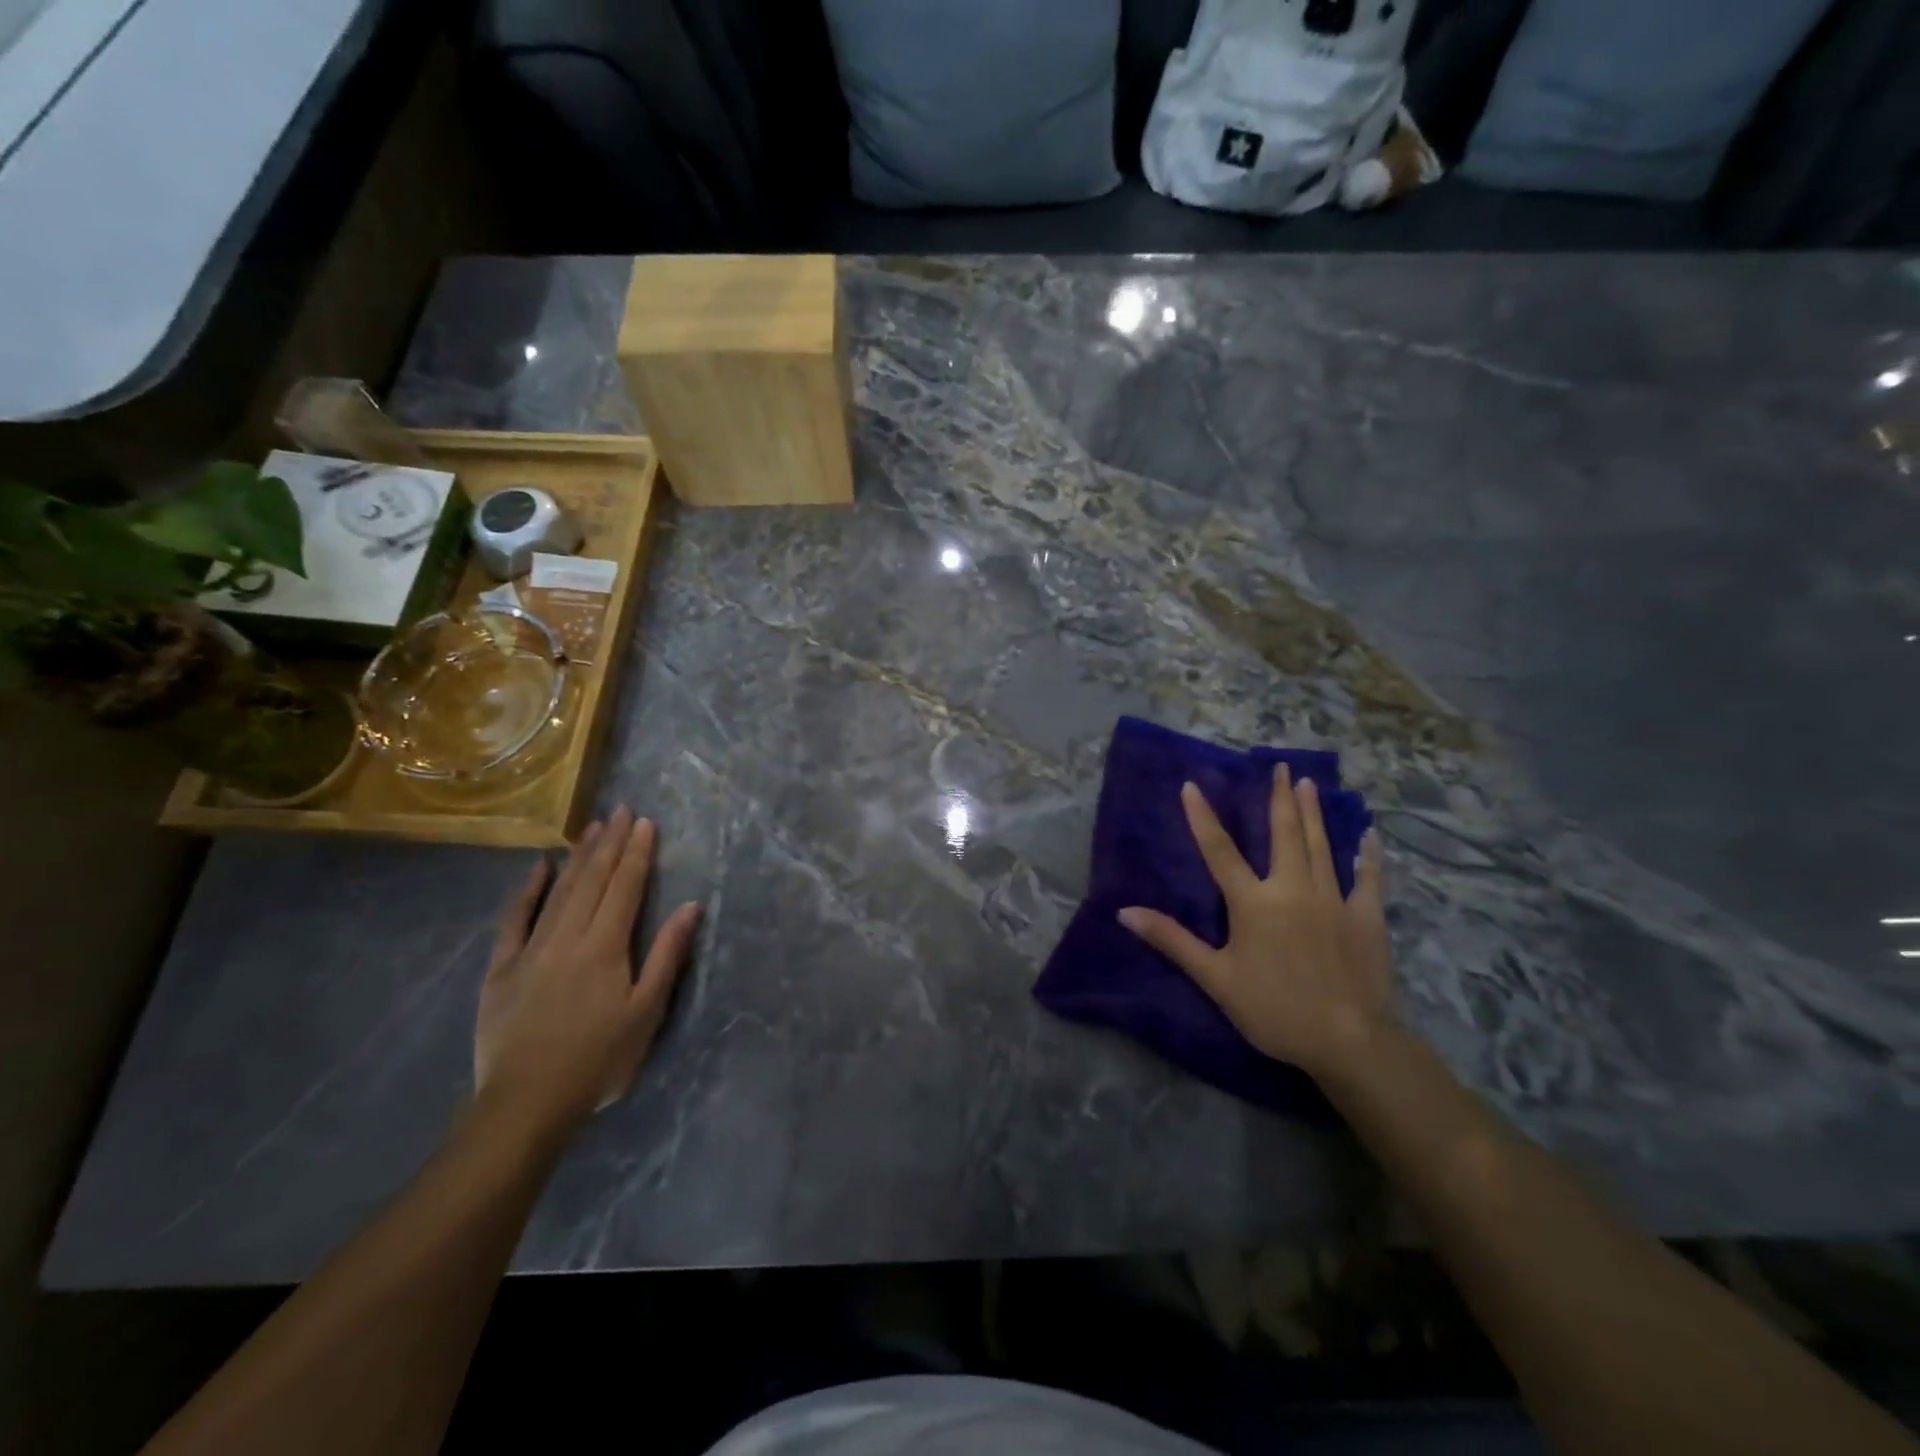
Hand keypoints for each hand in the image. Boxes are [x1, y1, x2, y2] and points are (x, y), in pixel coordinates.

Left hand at [474, 806, 701, 1134]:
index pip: (625, 888)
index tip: (645, 823)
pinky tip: (539, 868)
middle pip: (593, 881)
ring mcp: (530, 950)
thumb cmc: (598, 1060)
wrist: (525, 1104)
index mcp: (606, 947)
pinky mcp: (502, 969)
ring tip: (592, 828)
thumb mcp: (646, 1012)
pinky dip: (527, 891)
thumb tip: (690, 906)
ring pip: (559, 892)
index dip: (637, 853)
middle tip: (621, 811)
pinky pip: (514, 919)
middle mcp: (568, 937)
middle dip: (610, 844)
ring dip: (578, 857)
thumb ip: (667, 956)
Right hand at [1119, 768, 1394, 1081]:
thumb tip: (1125, 912)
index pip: (1220, 851)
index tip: (1192, 785)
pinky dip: (1367, 855)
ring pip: (1320, 846)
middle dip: (1279, 798)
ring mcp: (1334, 899)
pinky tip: (1368, 836)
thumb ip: (1172, 940)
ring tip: (1309, 784)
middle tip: (1281, 767)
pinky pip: (1368, 878)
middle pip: (1284, 834)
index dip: (1202, 817)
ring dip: (1313, 813)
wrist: (1349, 1041)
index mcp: (1253, 902)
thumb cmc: (1274, 1009)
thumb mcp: (1215, 978)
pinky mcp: (1366, 917)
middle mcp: (1292, 889)